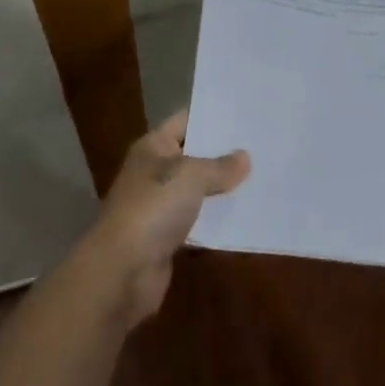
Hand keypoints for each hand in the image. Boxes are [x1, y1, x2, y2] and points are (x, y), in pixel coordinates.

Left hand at [78, 111, 249, 329]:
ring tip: (263, 176)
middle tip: (263, 145)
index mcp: (153, 147)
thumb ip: (220, 166)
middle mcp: (155, 172)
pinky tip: (247, 214)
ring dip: (223, 188)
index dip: (213, 116)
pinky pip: (198, 221)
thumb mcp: (191, 176)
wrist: (121, 271)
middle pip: (194, 155)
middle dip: (224, 153)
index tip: (246, 114)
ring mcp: (160, 206)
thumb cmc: (153, 208)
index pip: (186, 120)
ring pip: (198, 190)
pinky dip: (217, 219)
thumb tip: (244, 158)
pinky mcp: (167, 238)